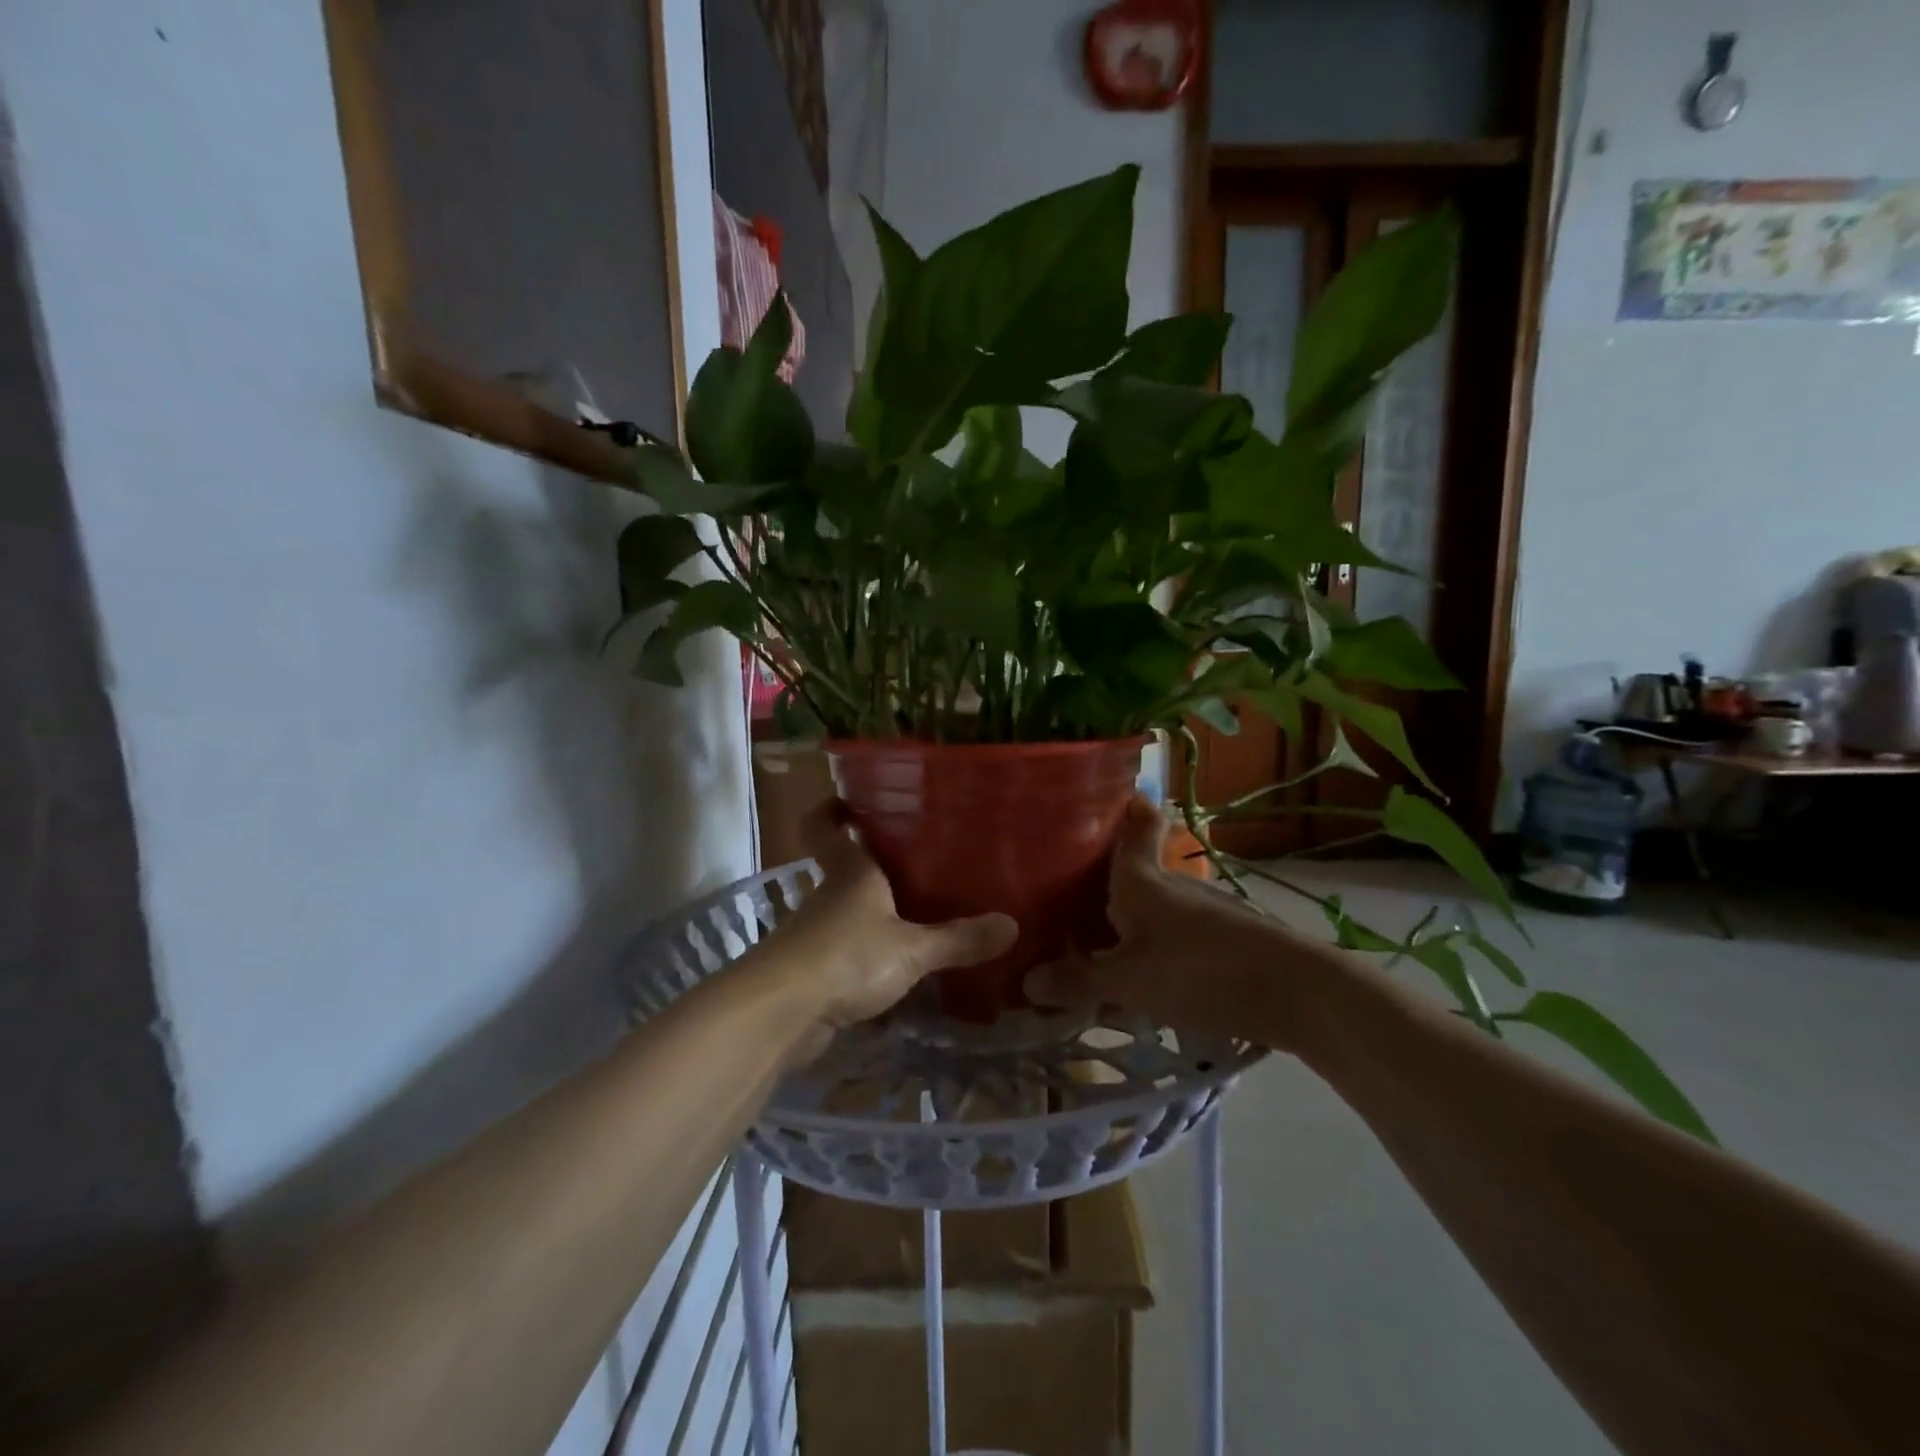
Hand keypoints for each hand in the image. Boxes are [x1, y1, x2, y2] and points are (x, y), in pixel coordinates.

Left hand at [753, 801, 1017, 1055]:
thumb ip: (958, 939)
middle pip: (843, 867)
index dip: (834, 809)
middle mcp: (828, 895)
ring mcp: (815, 934)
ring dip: (872, 913)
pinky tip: (897, 968)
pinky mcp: (811, 972)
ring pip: (845, 911)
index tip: (854, 800)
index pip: (825, 824)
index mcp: (849, 872)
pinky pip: (845, 952)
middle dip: (873, 864)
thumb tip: (1012, 926)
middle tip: (919, 861)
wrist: (781, 1014)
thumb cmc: (846, 956)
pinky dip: (866, 955)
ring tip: (918, 915)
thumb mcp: (911, 949)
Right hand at [1025, 797, 1304, 1045]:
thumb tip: (1028, 981)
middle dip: (1104, 879)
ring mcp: (1203, 913)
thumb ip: (1080, 981)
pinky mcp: (1225, 942)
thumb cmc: (1199, 970)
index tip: (1111, 797)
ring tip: (1093, 942)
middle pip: (1136, 870)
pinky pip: (1173, 936)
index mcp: (1142, 879)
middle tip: (1065, 895)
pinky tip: (1140, 976)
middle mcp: (1172, 885)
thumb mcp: (1129, 981)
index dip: (1126, 807)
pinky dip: (1151, 947)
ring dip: (1127, 920)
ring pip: (1154, 907)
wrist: (1295, 993)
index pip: (1136, 825)